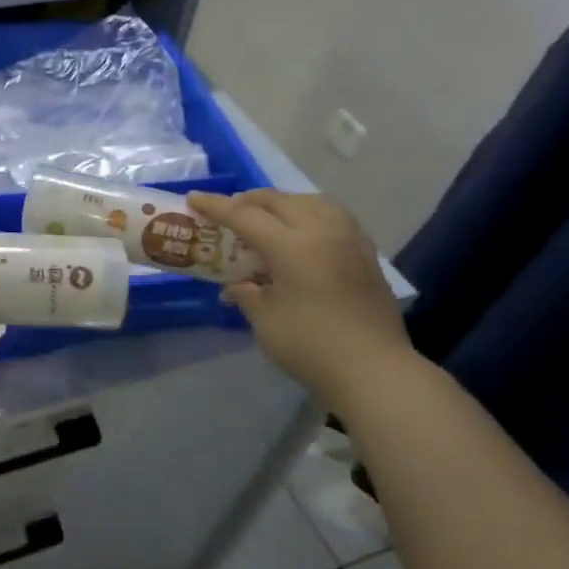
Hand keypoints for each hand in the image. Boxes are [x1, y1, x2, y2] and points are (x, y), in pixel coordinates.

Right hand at [188, 190, 415, 403]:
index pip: (245, 215)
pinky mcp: (366, 254)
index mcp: (291, 244)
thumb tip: (235, 287)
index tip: (193, 198)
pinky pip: (334, 217)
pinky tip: (305, 232)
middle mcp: (322, 231)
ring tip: (269, 216)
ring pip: (312, 202)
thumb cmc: (310, 345)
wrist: (375, 370)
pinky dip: (311, 214)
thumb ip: (247, 294)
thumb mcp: (265, 320)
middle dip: (249, 201)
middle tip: (228, 210)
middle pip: (279, 201)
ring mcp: (349, 240)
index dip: (216, 206)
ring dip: (284, 203)